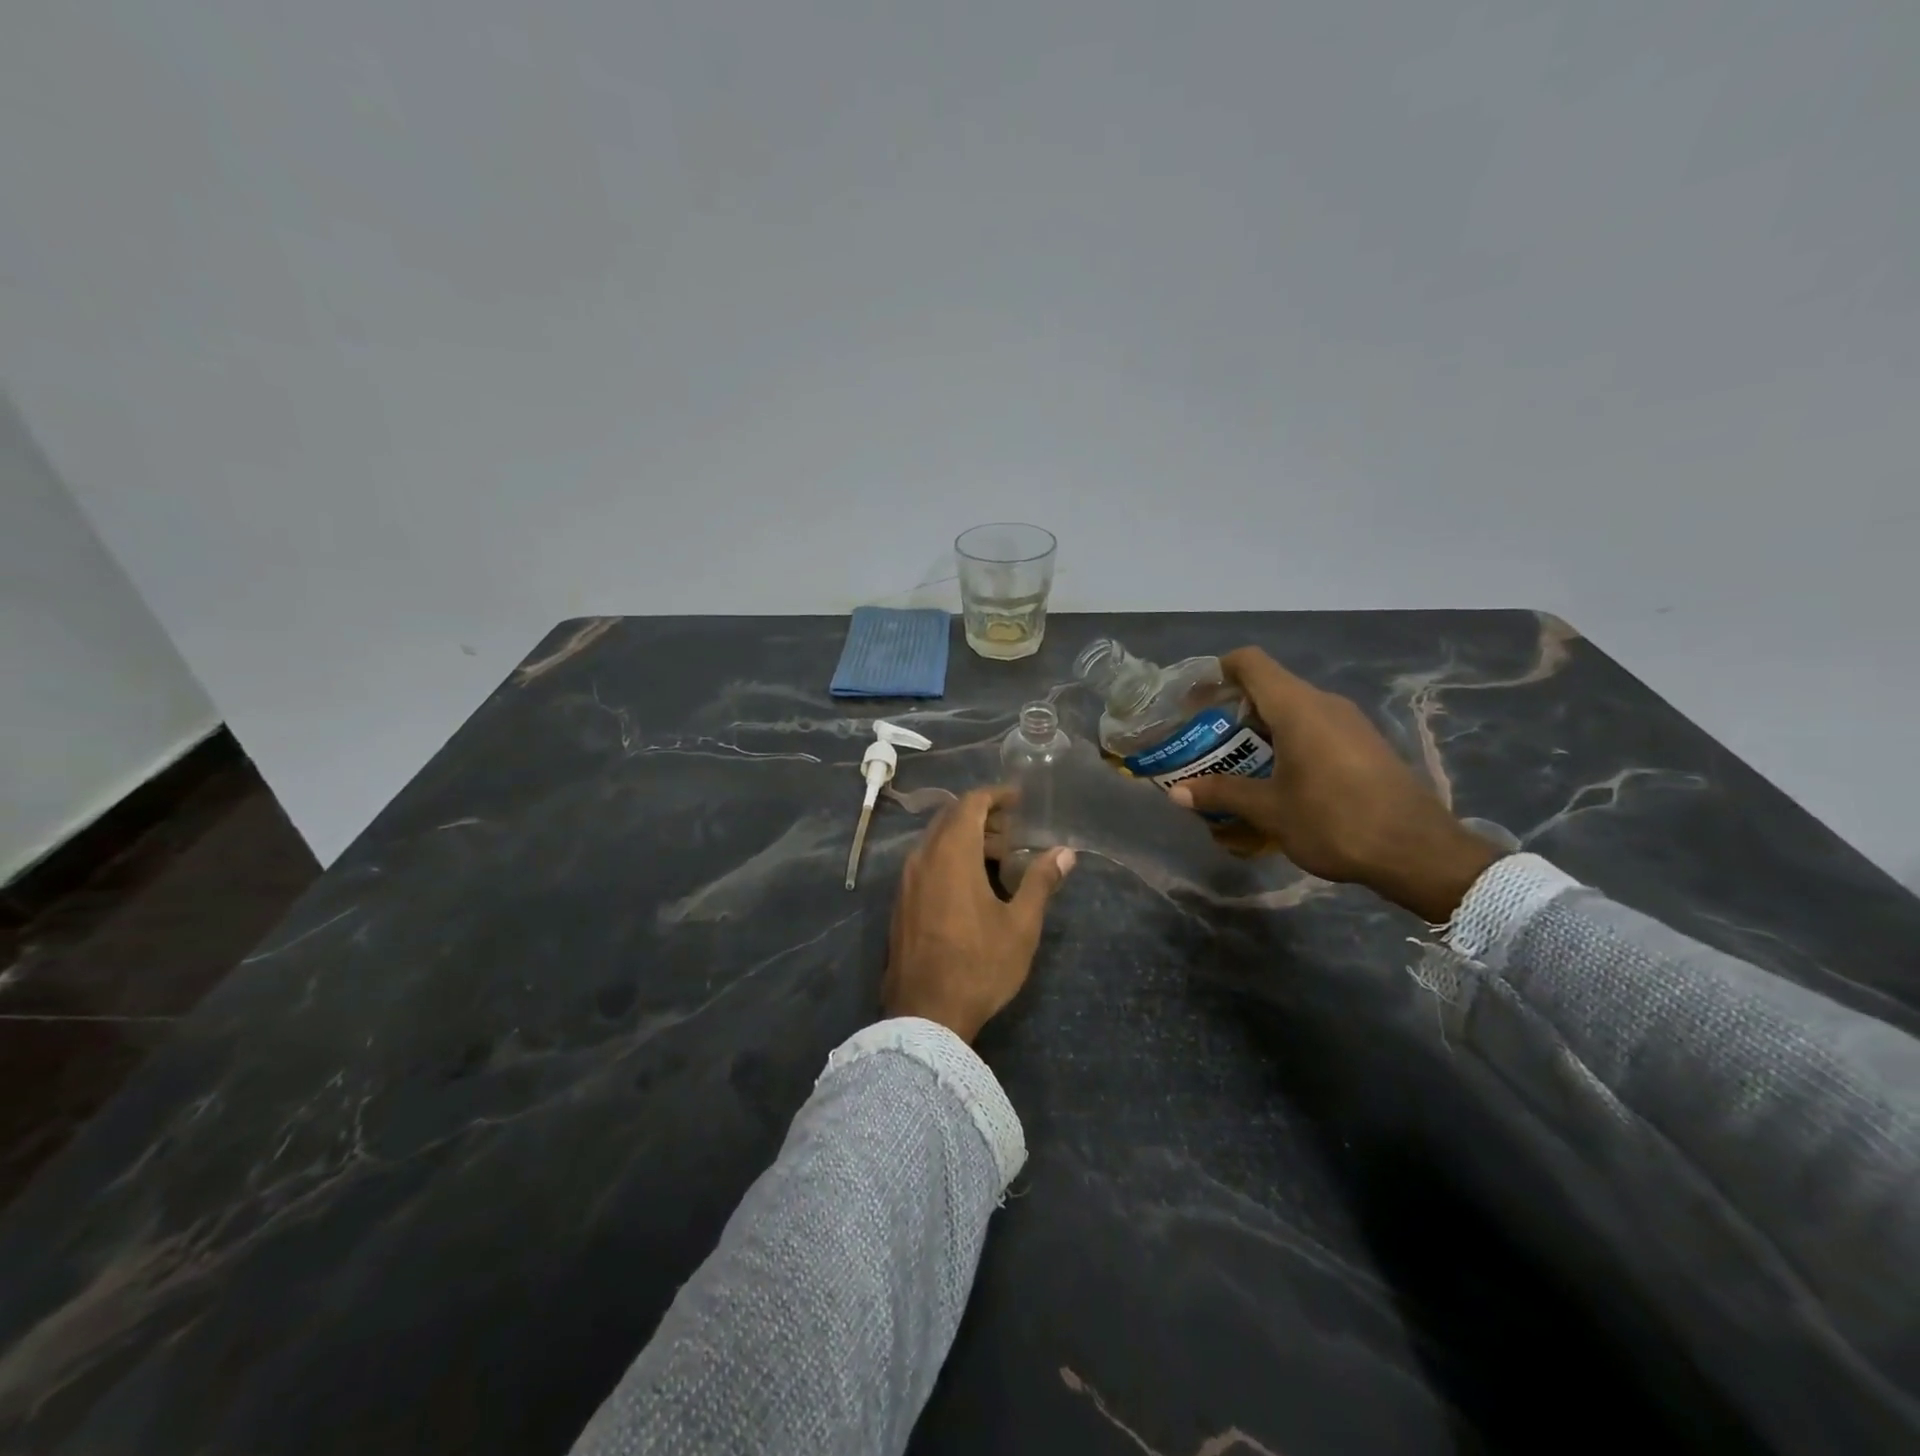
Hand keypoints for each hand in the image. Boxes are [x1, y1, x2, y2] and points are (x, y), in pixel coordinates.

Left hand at [884, 787, 1075, 1041]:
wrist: (925, 1014)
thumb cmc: (979, 965)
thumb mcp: (1020, 925)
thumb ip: (1040, 882)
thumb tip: (1065, 853)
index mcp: (952, 854)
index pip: (971, 803)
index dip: (996, 795)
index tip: (1019, 799)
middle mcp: (923, 858)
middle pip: (951, 818)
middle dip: (983, 817)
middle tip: (1013, 834)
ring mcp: (906, 881)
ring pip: (936, 840)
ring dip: (966, 839)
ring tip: (998, 860)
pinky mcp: (900, 903)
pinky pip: (925, 862)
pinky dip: (949, 858)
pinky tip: (971, 886)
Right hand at [1168, 648, 1502, 921]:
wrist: (1418, 853)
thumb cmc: (1335, 821)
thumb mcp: (1270, 810)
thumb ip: (1222, 793)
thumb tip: (1176, 792)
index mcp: (1298, 707)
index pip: (1249, 663)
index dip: (1216, 672)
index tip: (1192, 702)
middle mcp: (1324, 704)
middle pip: (1267, 689)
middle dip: (1230, 714)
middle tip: (1204, 745)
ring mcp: (1349, 724)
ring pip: (1291, 713)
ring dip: (1258, 734)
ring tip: (1234, 768)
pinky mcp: (1364, 745)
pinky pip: (1314, 731)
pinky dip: (1286, 746)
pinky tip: (1276, 784)